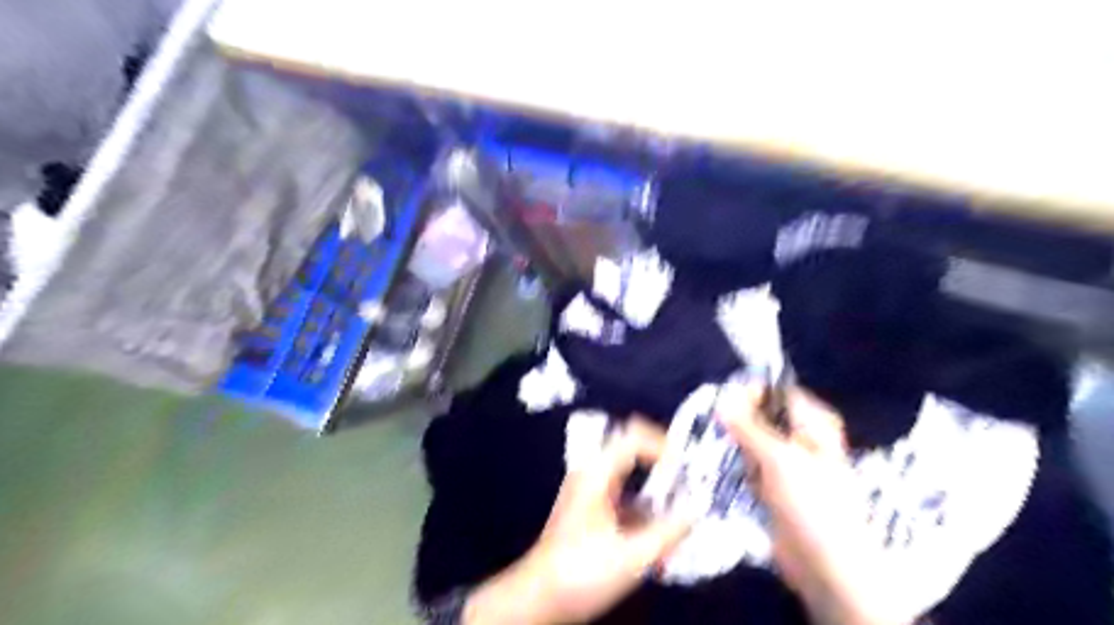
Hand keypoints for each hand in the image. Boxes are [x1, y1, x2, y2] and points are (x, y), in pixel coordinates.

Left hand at [461, 420, 688, 623]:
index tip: (686, 465)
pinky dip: (644, 509)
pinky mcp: (591, 512)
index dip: (662, 444)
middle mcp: (591, 475)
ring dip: (655, 490)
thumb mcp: (630, 556)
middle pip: (631, 452)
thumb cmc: (580, 572)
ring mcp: (589, 493)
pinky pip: (624, 497)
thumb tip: (696, 511)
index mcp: (596, 474)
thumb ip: (668, 533)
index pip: (632, 437)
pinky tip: (659, 535)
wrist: (538, 598)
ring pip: (629, 477)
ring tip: (680, 509)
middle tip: (688, 480)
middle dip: (661, 464)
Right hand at [723, 385, 914, 624]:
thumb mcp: (778, 458)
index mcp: (814, 425)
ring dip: (741, 451)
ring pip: (755, 444)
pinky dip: (745, 471)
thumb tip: (722, 398)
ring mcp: (790, 465)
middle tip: (724, 432)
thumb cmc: (812, 503)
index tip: (723, 400)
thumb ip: (748, 426)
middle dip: (741, 424)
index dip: (751, 392)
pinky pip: (753, 468)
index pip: (779, 393)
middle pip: (764, 418)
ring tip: (737, 462)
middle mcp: (803, 440)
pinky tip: (742, 481)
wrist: (827, 566)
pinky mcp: (777, 488)